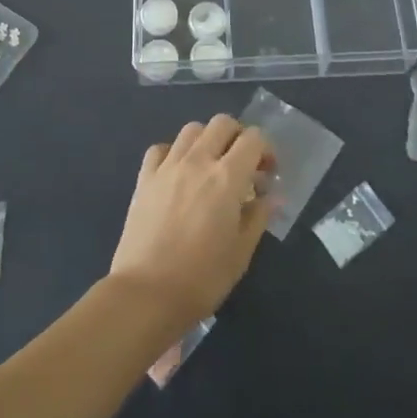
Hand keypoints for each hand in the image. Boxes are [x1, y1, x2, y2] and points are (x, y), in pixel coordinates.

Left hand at [109, 115, 273, 327]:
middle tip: (242, 165)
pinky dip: (174, 153)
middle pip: (222, 123)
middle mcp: (198, 161)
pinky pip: (161, 149)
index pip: (254, 138)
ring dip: (207, 140)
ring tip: (210, 167)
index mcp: (227, 177)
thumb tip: (271, 196)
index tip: (267, 174)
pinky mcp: (144, 178)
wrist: (146, 294)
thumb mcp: (241, 253)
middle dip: (238, 137)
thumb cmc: (201, 279)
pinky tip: (178, 174)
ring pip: (192, 129)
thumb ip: (258, 217)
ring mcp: (168, 166)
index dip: (266, 149)